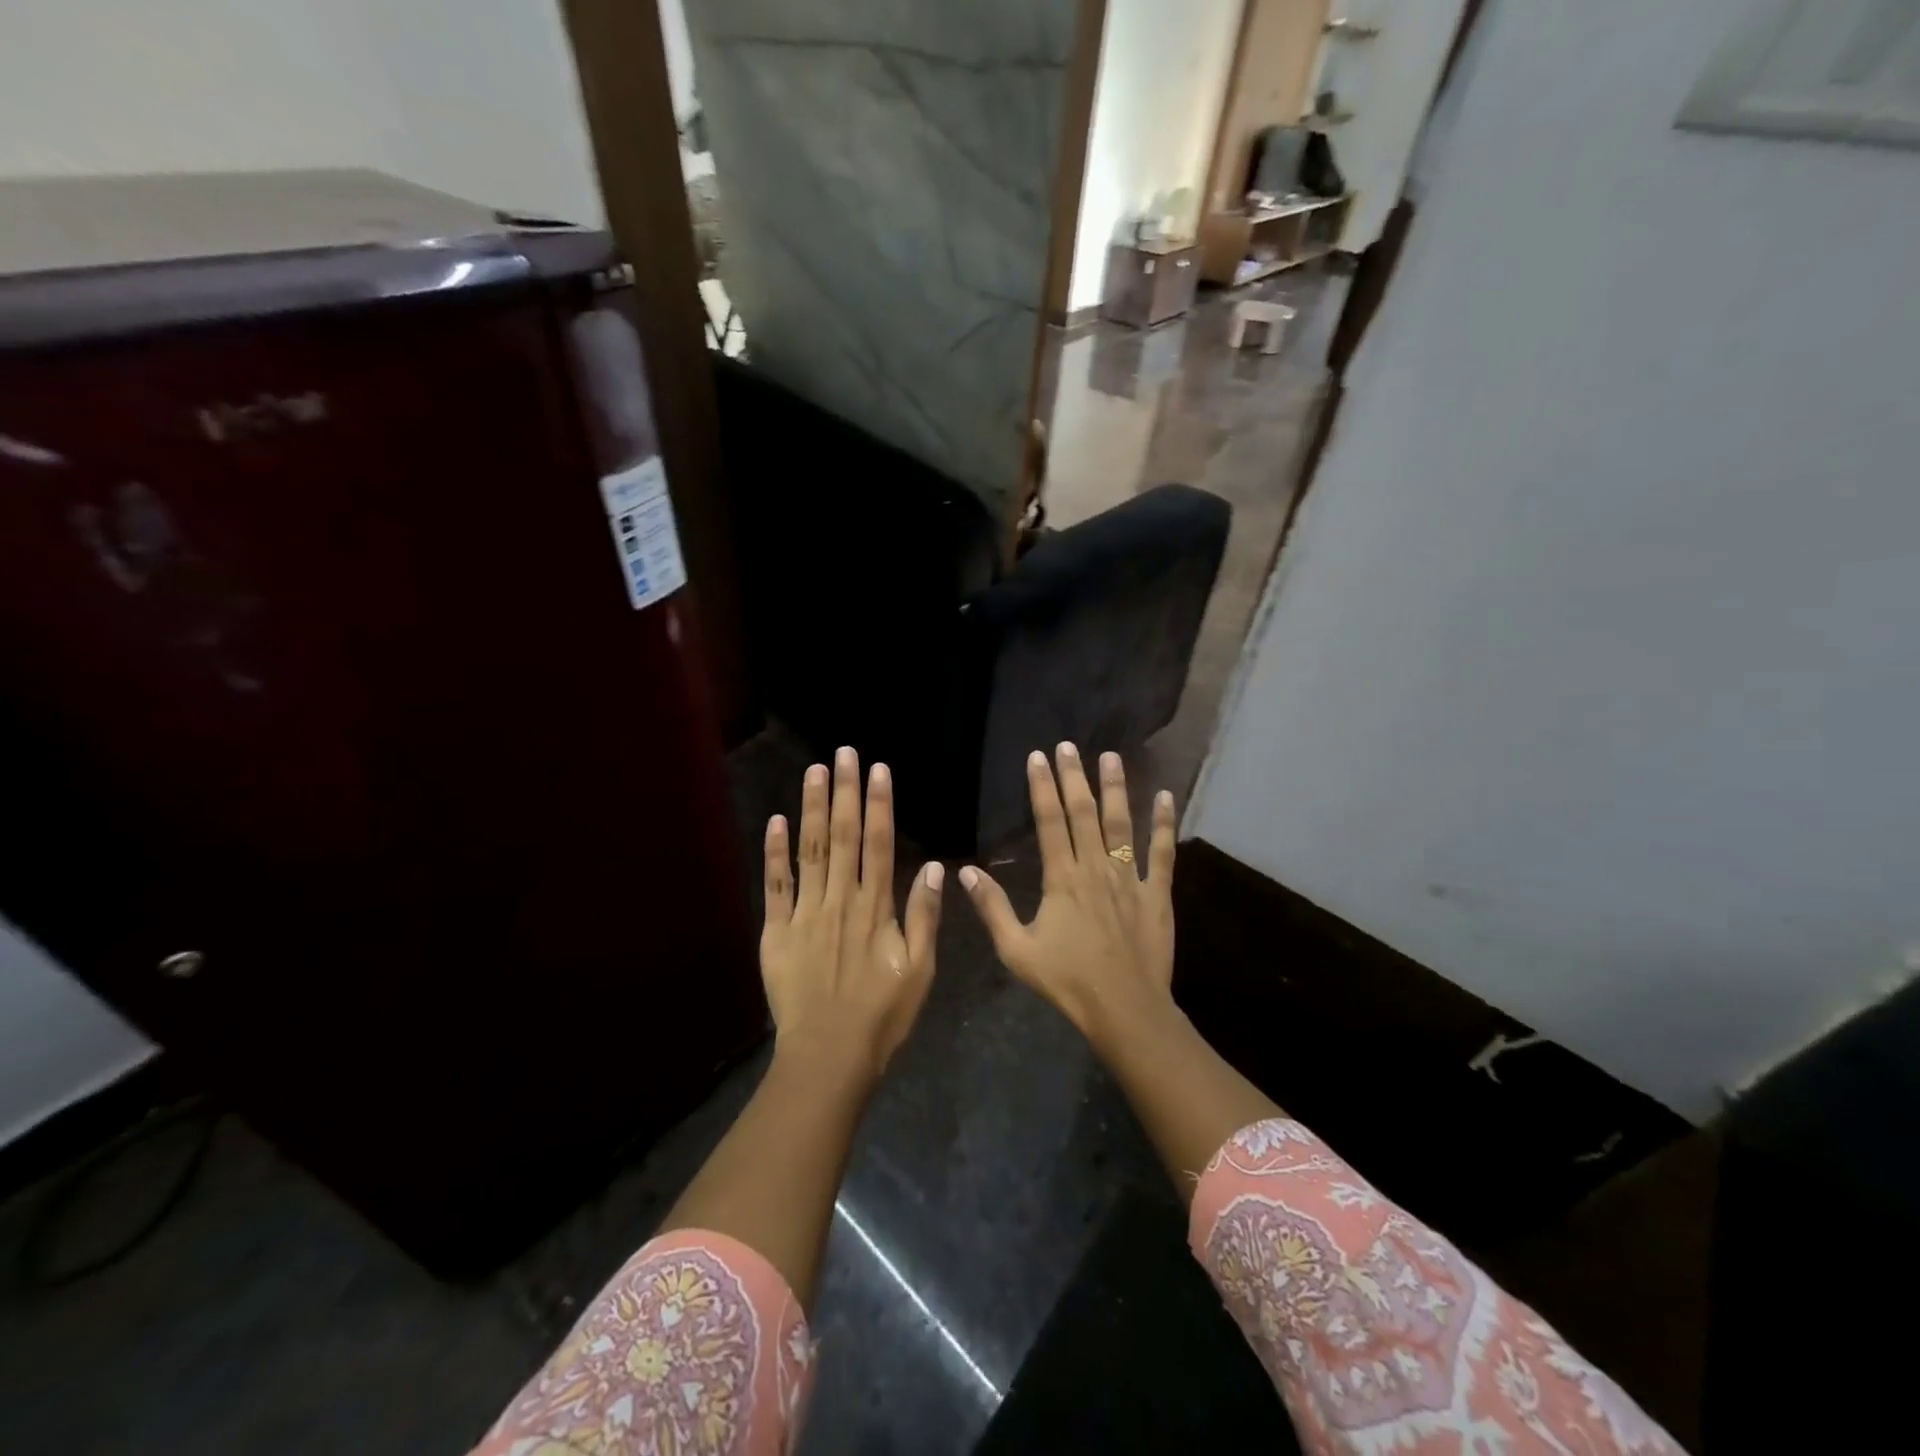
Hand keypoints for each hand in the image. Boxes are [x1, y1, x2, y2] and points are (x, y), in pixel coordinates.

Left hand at [761, 746, 942, 1081]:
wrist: (829, 1057)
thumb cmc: (882, 1016)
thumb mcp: (920, 971)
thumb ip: (924, 917)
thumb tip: (932, 868)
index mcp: (875, 908)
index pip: (878, 843)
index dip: (879, 804)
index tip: (879, 770)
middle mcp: (840, 900)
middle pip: (842, 836)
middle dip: (845, 791)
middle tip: (844, 752)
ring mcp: (805, 913)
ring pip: (810, 851)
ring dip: (812, 808)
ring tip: (815, 771)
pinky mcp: (777, 932)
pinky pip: (775, 886)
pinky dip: (775, 853)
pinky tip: (776, 821)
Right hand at [961, 743, 1176, 1041]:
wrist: (1124, 1009)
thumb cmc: (1067, 981)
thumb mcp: (1016, 949)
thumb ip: (992, 907)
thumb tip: (964, 872)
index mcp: (1062, 879)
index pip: (1050, 822)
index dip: (1043, 787)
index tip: (1038, 757)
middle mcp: (1096, 868)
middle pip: (1084, 813)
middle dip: (1074, 776)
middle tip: (1069, 745)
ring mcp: (1130, 879)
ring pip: (1122, 824)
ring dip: (1116, 788)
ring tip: (1112, 757)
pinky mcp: (1157, 894)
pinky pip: (1163, 853)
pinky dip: (1165, 824)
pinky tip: (1167, 797)